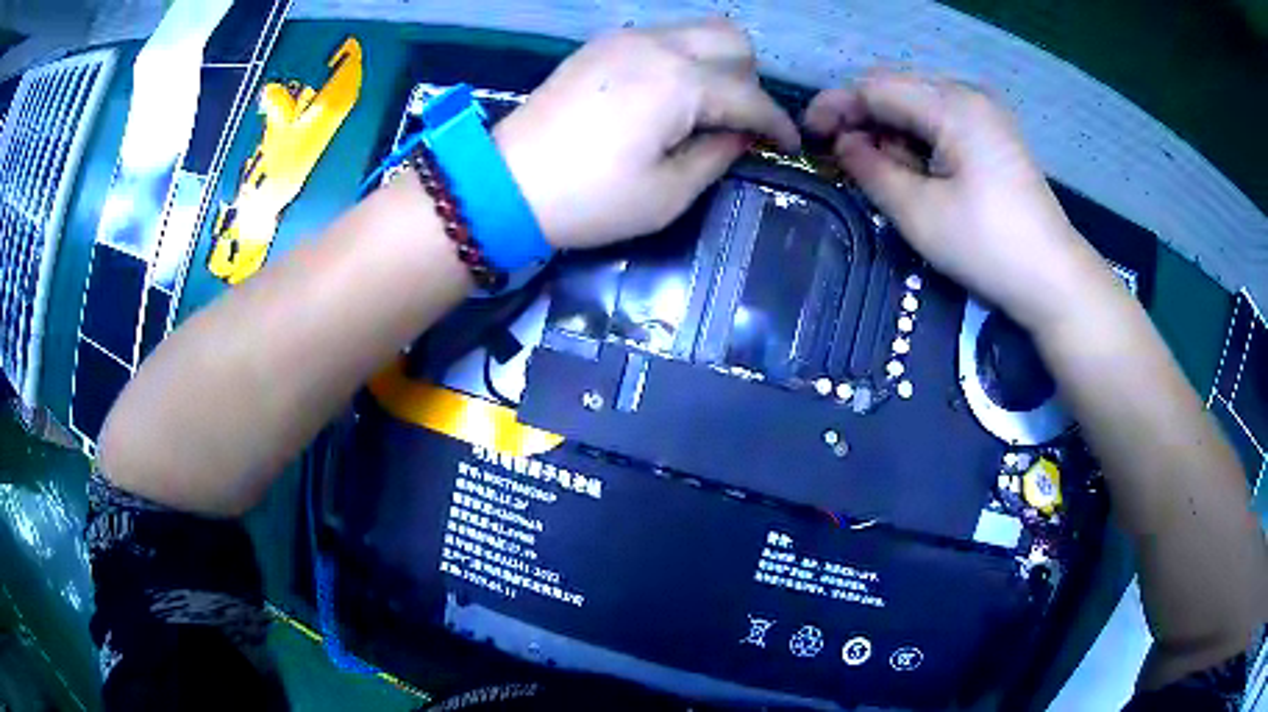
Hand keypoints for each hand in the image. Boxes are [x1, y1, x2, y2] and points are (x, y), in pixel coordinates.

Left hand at [494, 19, 799, 250]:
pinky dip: (683, 58)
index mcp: (680, 83)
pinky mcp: (600, 45)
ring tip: (706, 107)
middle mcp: (658, 45)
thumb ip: (717, 156)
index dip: (778, 123)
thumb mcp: (667, 193)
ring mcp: (625, 39)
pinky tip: (669, 94)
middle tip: (740, 122)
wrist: (505, 184)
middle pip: (733, 40)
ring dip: (718, 63)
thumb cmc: (589, 199)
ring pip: (698, 31)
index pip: (750, 96)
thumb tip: (742, 135)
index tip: (791, 144)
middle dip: (751, 80)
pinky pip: (663, 37)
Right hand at [805, 71, 1111, 330]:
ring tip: (875, 169)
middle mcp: (967, 96)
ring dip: (889, 131)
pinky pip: (941, 122)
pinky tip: (911, 168)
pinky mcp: (993, 136)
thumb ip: (871, 169)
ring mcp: (984, 114)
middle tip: (837, 154)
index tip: (808, 136)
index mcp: (951, 105)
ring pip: (918, 106)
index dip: (836, 106)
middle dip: (861, 118)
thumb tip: (844, 144)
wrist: (1054, 280)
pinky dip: (916, 140)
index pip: (876, 87)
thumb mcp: (919, 212)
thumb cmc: (988, 247)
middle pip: (897, 90)